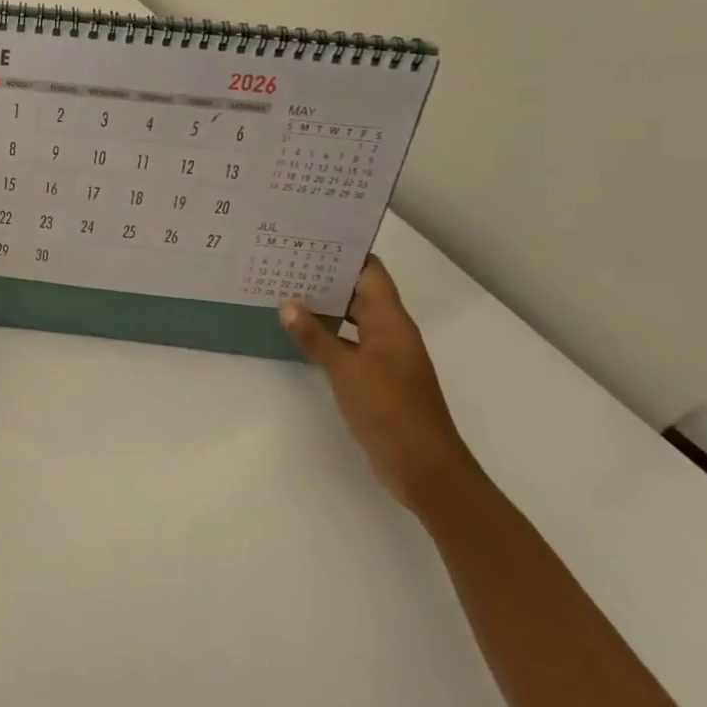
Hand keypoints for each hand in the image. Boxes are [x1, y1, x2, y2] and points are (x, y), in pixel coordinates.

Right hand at [280, 256, 479, 514]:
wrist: (424, 468)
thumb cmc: (389, 410)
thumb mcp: (346, 370)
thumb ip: (315, 336)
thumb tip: (287, 305)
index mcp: (390, 322)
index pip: (370, 273)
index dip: (344, 253)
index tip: (310, 238)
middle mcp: (390, 333)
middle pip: (359, 292)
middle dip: (326, 276)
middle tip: (284, 260)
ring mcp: (384, 356)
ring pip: (351, 318)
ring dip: (324, 306)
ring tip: (283, 290)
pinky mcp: (376, 378)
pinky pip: (348, 343)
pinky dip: (326, 334)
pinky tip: (298, 333)